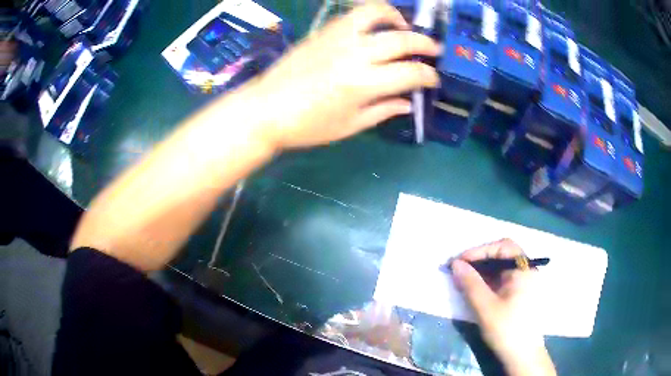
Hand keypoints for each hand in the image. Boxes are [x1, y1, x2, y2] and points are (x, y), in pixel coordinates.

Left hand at [250, 3, 440, 149]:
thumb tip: (408, 103)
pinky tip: (375, 27)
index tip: (433, 79)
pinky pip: (353, 15)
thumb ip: (383, 111)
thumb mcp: (349, 126)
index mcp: (363, 84)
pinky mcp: (323, 32)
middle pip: (400, 40)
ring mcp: (337, 38)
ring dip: (396, 17)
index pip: (410, 73)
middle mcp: (354, 54)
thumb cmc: (307, 126)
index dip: (428, 76)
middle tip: (433, 50)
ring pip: (374, 13)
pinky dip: (371, 15)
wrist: (265, 110)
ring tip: (403, 27)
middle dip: (424, 44)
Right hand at [451, 239, 555, 375]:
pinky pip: (502, 279)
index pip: (502, 246)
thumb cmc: (506, 329)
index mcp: (523, 269)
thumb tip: (455, 264)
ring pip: (501, 267)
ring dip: (481, 270)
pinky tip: (475, 289)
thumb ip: (470, 283)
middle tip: (458, 270)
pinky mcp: (519, 293)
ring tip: (463, 280)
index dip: (479, 251)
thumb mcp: (485, 307)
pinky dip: (487, 280)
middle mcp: (526, 270)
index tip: (459, 262)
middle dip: (479, 260)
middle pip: (502, 254)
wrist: (522, 355)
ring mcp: (523, 282)